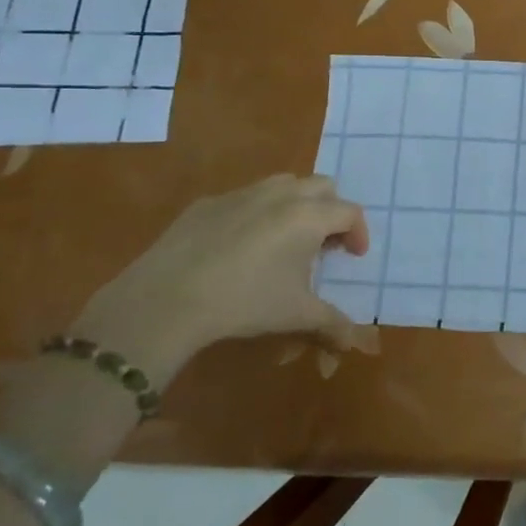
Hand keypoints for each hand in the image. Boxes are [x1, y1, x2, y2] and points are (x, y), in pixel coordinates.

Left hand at [72, 174, 369, 384]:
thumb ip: (333, 322)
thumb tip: (353, 340)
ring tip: (286, 238)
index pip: (350, 211)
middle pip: (322, 186)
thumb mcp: (297, 315)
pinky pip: (244, 197)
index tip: (353, 257)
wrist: (166, 300)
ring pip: (283, 184)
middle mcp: (281, 195)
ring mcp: (241, 194)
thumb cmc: (245, 302)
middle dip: (331, 210)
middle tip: (323, 244)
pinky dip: (256, 213)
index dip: (358, 233)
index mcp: (309, 216)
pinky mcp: (206, 203)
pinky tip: (240, 246)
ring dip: (296, 204)